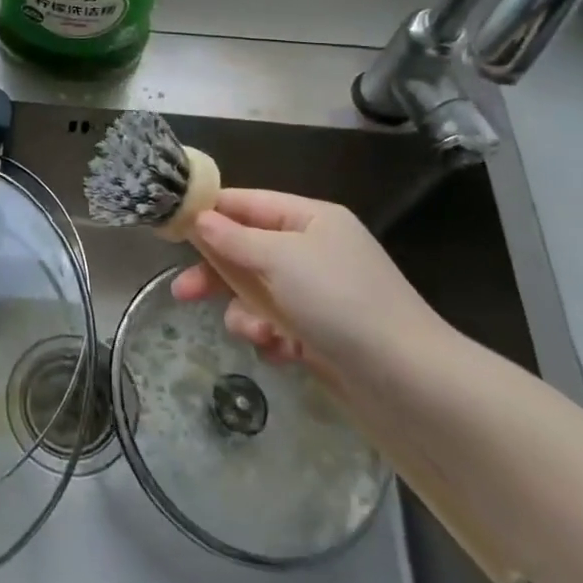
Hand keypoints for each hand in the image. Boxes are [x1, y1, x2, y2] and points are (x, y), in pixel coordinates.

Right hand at [172, 189, 443, 376]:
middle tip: (183, 292)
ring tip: (257, 334)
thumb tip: (199, 218)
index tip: (172, 225)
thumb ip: (234, 238)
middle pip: (247, 251)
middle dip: (217, 274)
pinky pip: (277, 324)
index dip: (210, 212)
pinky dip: (273, 337)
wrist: (410, 380)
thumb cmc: (341, 301)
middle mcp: (314, 250)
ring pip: (257, 292)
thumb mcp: (281, 259)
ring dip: (247, 314)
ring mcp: (319, 293)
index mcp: (311, 218)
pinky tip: (283, 352)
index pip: (248, 203)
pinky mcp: (321, 332)